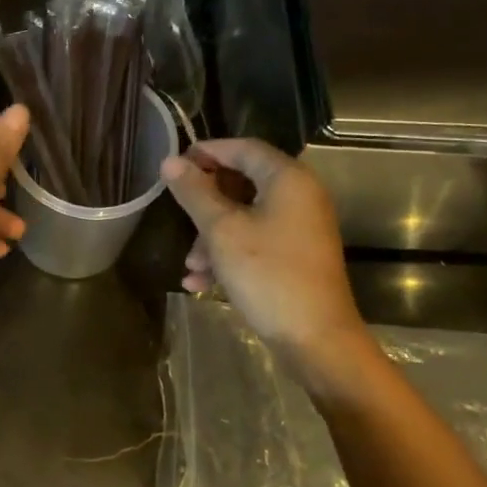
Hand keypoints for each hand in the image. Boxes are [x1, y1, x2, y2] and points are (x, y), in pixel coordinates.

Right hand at [162, 139, 361, 360]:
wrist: (316, 339)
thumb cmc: (268, 275)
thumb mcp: (222, 231)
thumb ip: (195, 193)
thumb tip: (170, 162)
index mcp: (288, 179)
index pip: (243, 148)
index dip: (207, 151)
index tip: (174, 164)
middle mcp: (300, 196)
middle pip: (244, 182)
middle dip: (206, 203)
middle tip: (177, 212)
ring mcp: (301, 228)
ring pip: (246, 216)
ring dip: (212, 236)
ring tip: (190, 264)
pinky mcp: (297, 255)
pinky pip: (257, 241)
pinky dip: (230, 254)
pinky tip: (201, 283)